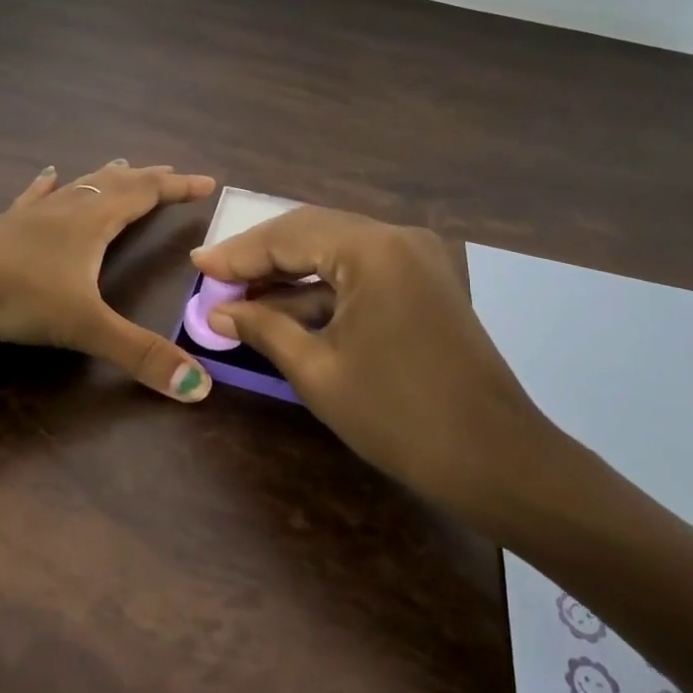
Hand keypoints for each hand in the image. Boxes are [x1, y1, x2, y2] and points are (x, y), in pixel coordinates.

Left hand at [0, 160, 218, 401]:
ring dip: (104, 177)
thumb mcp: (81, 325)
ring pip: (77, 187)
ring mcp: (30, 216)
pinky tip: (47, 175)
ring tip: (121, 164)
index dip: (177, 187)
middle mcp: (66, 209)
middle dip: (148, 179)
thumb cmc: (11, 290)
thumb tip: (200, 388)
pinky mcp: (0, 228)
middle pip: (115, 184)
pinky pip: (33, 200)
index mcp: (92, 221)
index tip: (207, 181)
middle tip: (170, 172)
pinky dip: (47, 187)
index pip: (146, 194)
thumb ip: (139, 355)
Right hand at [192, 206, 574, 527]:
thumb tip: (218, 312)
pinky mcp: (426, 280)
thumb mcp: (318, 371)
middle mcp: (398, 237)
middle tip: (215, 277)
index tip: (196, 266)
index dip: (238, 252)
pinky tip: (287, 306)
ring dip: (291, 272)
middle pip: (312, 232)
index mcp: (372, 248)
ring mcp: (418, 256)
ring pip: (337, 250)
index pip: (289, 235)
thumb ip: (264, 328)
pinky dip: (324, 287)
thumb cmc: (399, 417)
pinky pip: (362, 270)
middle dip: (261, 256)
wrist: (497, 460)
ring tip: (240, 292)